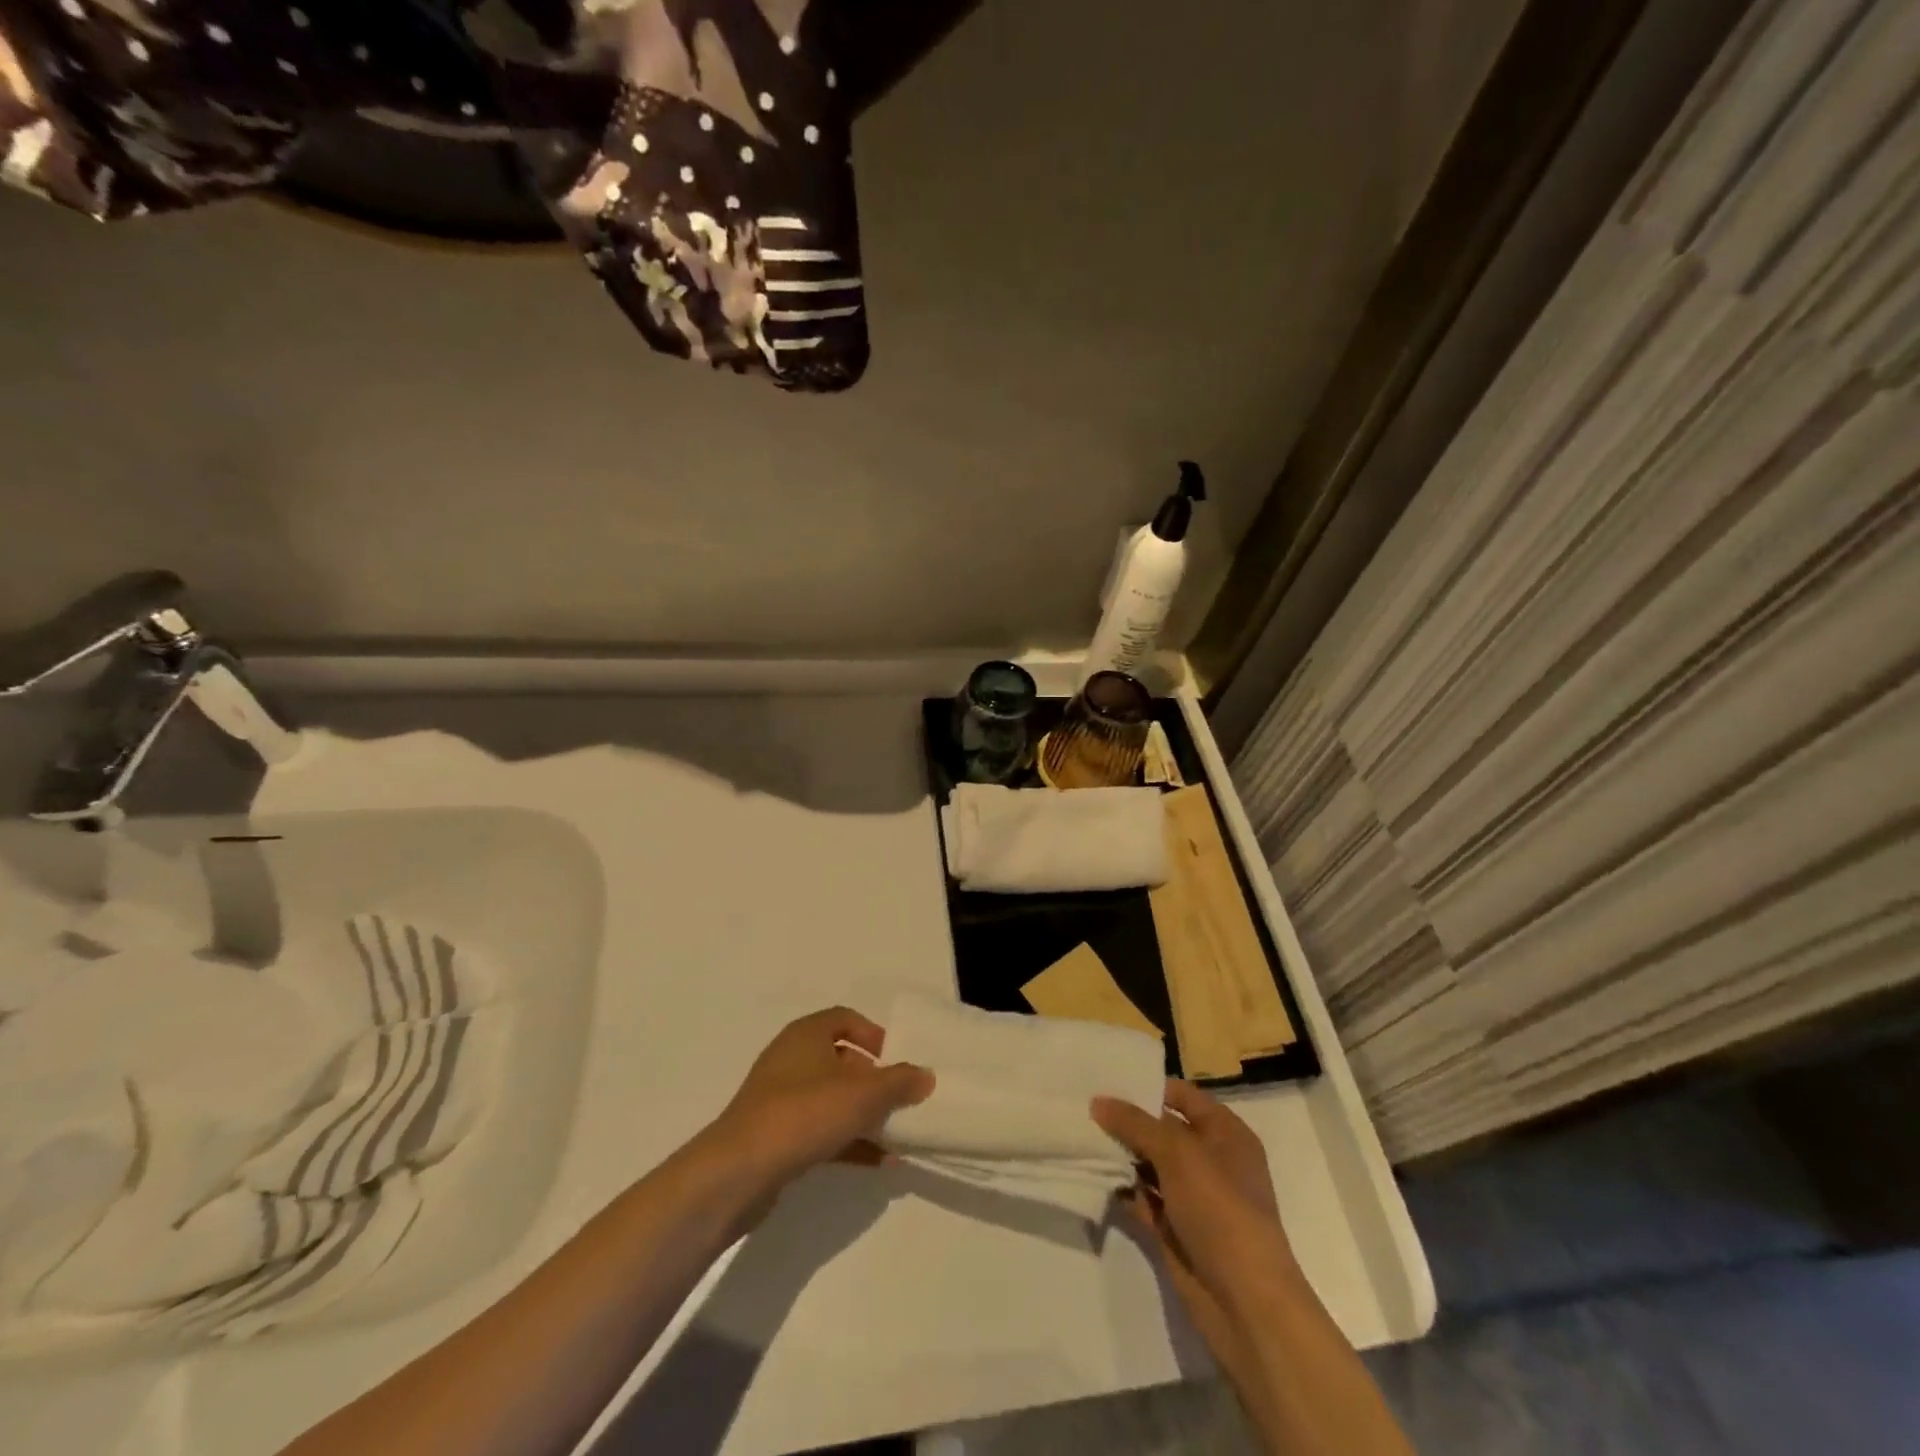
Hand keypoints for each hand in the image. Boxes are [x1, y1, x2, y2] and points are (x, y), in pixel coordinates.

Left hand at [705, 1007, 933, 1191]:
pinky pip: (821, 1131)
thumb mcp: (862, 1095)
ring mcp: (780, 1100)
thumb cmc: (803, 1114)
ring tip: (898, 1136)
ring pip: (832, 1099)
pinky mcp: (776, 1137)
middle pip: (841, 1061)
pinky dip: (849, 1142)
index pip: (845, 1019)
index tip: (897, 1060)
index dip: (874, 1035)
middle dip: (874, 1081)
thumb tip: (926, 1075)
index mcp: (806, 1035)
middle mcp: (791, 1059)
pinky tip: (879, 1163)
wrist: (738, 1172)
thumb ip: (898, 1082)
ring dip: (865, 1116)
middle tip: (901, 1100)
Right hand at [1093, 1080, 1298, 1363]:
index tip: (1104, 1079)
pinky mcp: (1176, 1230)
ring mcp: (1193, 1198)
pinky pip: (1143, 1199)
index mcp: (1225, 1133)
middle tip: (1081, 1107)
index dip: (1147, 1087)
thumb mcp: (1178, 1153)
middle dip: (1126, 1121)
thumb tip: (1098, 1102)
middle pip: (1162, 1129)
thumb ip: (1136, 1123)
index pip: (1181, 1095)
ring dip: (1120, 1156)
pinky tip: (1092, 1177)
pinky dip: (1122, 1190)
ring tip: (1079, 1137)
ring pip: (1150, 1165)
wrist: (1246, 1304)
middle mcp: (1210, 1160)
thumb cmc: (1221, 1210)